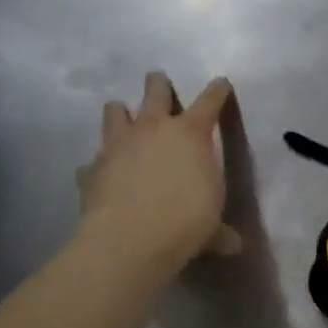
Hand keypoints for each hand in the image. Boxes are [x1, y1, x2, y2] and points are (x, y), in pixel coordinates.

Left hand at [76, 72, 242, 276]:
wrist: (129, 239)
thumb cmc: (185, 223)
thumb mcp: (212, 227)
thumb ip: (220, 231)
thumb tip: (234, 245)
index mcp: (191, 134)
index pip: (210, 102)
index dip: (218, 91)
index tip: (221, 83)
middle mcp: (153, 129)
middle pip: (155, 90)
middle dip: (158, 84)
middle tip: (158, 82)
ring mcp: (118, 144)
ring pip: (115, 111)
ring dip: (120, 112)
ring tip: (123, 117)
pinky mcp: (92, 167)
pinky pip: (94, 159)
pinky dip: (99, 165)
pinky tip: (102, 175)